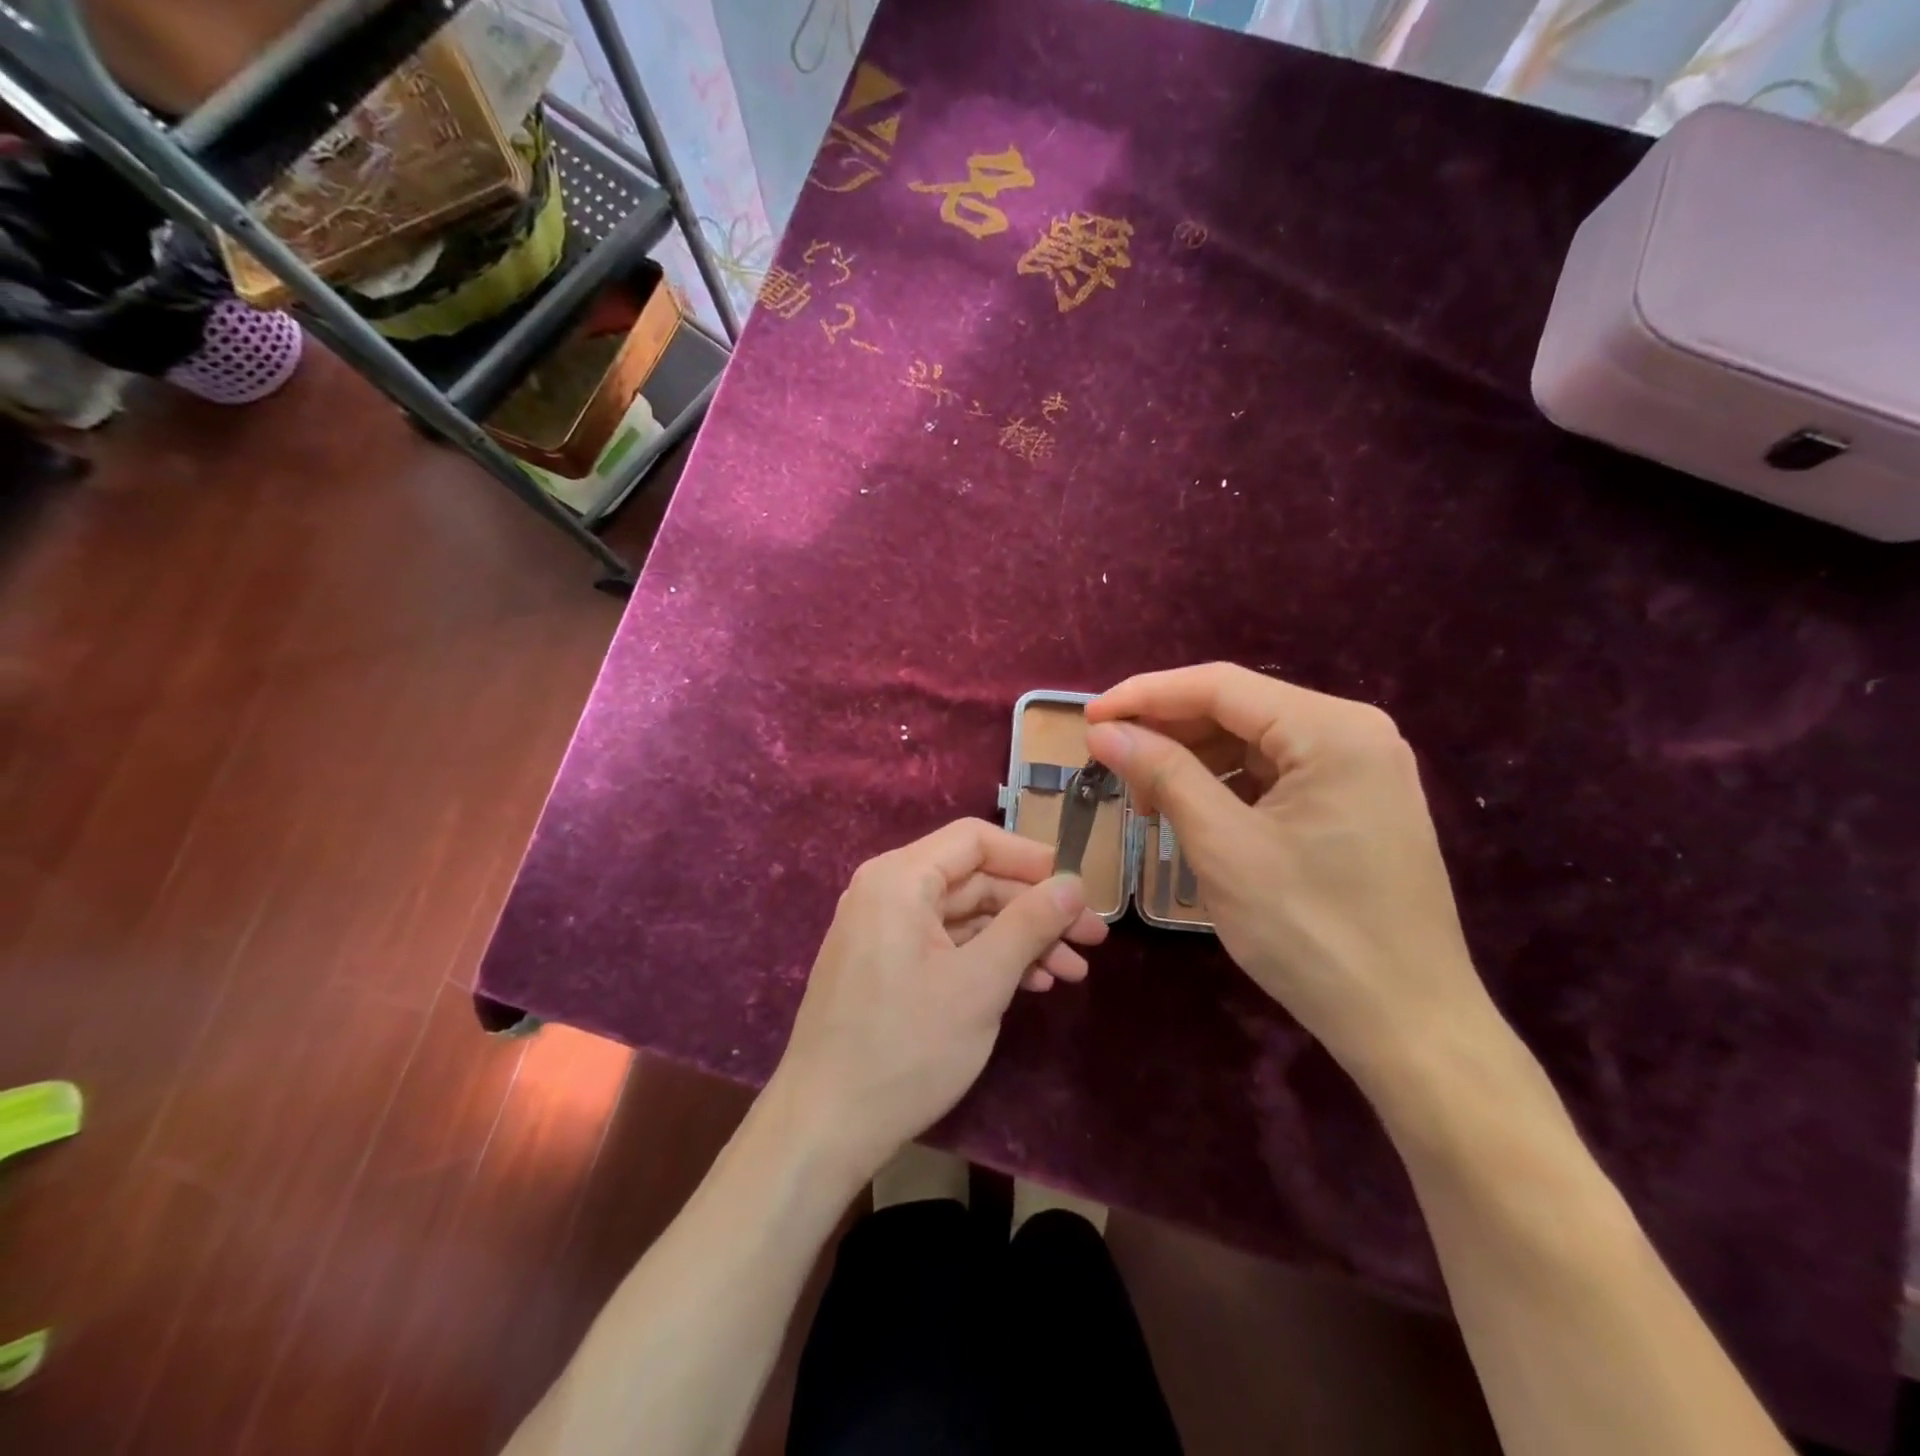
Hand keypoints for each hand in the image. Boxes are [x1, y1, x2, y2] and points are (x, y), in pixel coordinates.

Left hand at [770, 818, 1108, 1178]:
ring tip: (1072, 971)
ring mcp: (884, 930)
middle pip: (975, 880)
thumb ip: (1029, 924)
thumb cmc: (906, 1047)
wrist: (825, 1126)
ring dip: (1019, 939)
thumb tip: (1073, 884)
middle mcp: (887, 891)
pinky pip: (946, 944)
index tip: (1079, 887)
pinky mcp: (886, 965)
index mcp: (899, 878)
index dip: (1031, 859)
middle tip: (1092, 939)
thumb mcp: (980, 983)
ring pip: (965, 916)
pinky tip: (1031, 984)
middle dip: (1035, 908)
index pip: (975, 840)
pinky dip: (988, 959)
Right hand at [1085, 664, 1495, 1094]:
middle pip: (1238, 711)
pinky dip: (1226, 788)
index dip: (1145, 695)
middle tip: (1111, 766)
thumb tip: (1104, 731)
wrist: (1407, 1025)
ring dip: (1193, 763)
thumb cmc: (1310, 932)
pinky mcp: (1355, 804)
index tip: (1087, 717)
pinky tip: (1192, 815)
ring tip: (1146, 801)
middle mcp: (1354, 733)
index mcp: (1332, 729)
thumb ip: (1163, 774)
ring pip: (1252, 744)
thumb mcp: (1223, 846)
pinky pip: (1275, 776)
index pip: (1220, 686)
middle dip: (1168, 734)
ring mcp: (1360, 769)